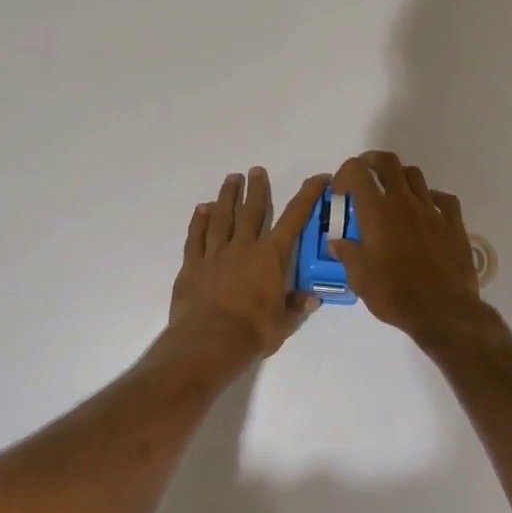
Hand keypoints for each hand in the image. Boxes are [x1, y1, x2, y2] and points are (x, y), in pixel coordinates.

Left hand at [167, 167, 329, 362]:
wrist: (208, 342)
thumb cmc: (253, 333)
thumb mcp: (284, 324)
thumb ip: (297, 307)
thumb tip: (313, 297)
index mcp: (271, 257)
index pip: (294, 218)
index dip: (307, 195)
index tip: (318, 178)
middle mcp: (244, 247)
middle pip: (252, 210)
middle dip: (257, 189)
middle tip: (256, 170)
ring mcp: (216, 254)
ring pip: (222, 217)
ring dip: (228, 196)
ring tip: (231, 179)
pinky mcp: (193, 265)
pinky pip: (196, 237)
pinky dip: (199, 221)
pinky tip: (201, 209)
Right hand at [328, 151, 485, 342]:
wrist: (443, 311)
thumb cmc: (395, 294)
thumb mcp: (360, 279)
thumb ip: (347, 254)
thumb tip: (337, 243)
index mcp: (377, 212)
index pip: (358, 172)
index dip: (345, 173)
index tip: (340, 190)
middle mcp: (404, 202)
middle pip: (389, 163)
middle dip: (372, 162)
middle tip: (364, 175)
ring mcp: (432, 210)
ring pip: (415, 175)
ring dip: (399, 177)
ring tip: (392, 193)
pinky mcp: (454, 224)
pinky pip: (443, 199)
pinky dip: (430, 197)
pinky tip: (426, 210)